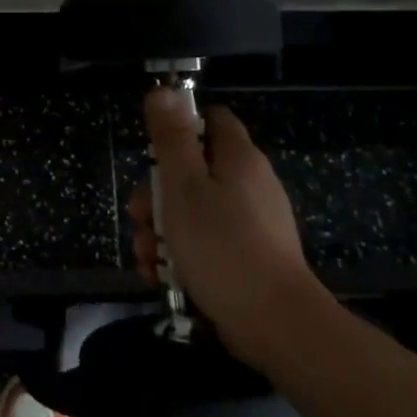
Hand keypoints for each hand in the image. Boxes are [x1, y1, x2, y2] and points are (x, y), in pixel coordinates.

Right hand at [128, 88, 319, 370]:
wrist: (276, 325)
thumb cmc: (222, 246)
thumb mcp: (184, 186)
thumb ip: (171, 138)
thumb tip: (163, 90)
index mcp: (238, 158)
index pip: (210, 120)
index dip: (179, 129)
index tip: (153, 154)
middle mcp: (249, 184)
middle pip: (193, 170)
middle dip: (157, 195)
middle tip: (140, 218)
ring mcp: (251, 223)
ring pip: (194, 211)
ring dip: (162, 230)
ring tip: (146, 257)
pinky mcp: (248, 258)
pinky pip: (207, 243)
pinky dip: (182, 255)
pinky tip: (161, 276)